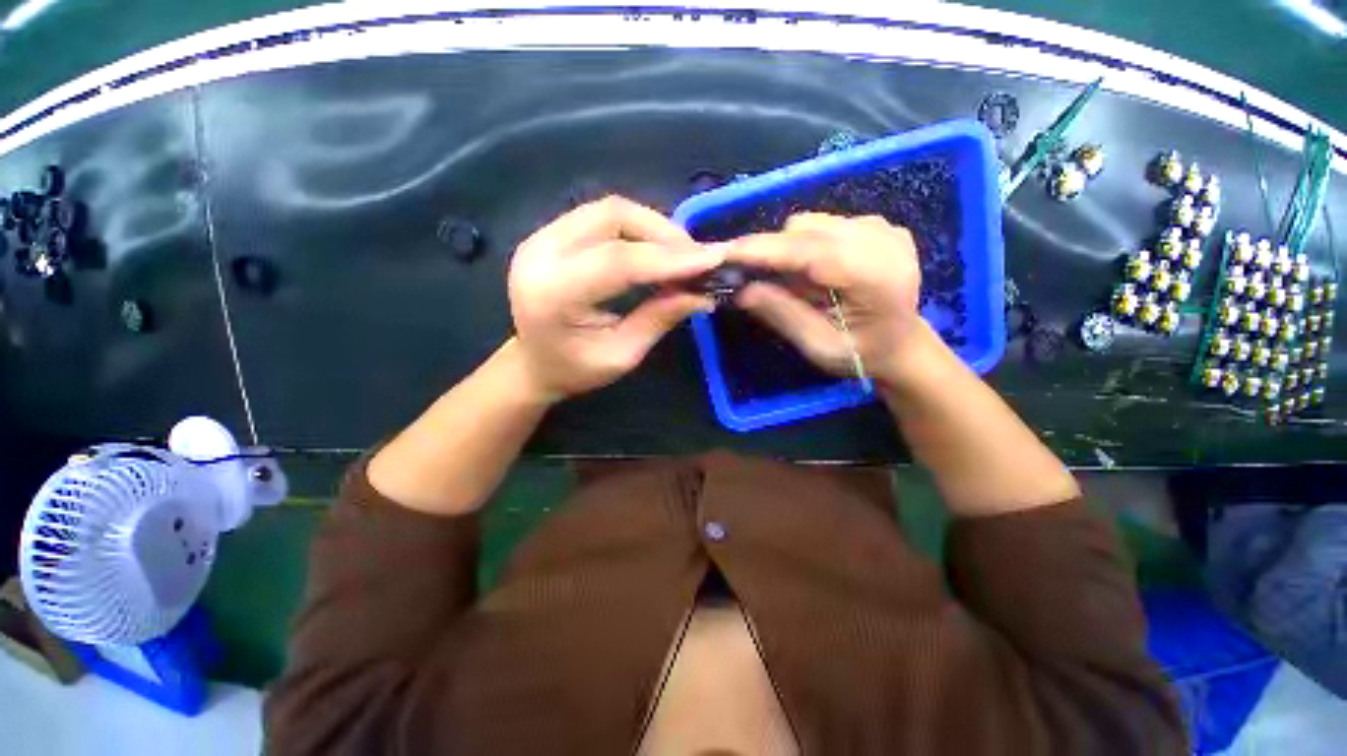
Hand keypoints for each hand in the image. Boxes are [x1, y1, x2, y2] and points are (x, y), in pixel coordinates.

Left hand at [508, 196, 722, 401]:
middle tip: (697, 257)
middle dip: (664, 233)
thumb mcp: (622, 356)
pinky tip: (655, 248)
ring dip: (653, 226)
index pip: (617, 261)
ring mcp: (540, 236)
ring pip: (609, 210)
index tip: (712, 259)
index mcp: (553, 294)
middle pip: (612, 217)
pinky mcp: (549, 232)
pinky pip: (601, 216)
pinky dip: (636, 227)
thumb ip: (659, 319)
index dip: (668, 257)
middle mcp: (540, 254)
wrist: (532, 363)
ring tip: (681, 253)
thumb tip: (703, 294)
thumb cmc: (575, 370)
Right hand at [725, 213, 929, 386]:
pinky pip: (825, 224)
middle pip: (807, 229)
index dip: (763, 250)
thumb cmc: (861, 354)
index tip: (725, 254)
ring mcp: (883, 228)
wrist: (901, 345)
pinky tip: (818, 272)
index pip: (809, 251)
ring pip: (812, 223)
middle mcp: (882, 241)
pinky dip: (808, 245)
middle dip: (773, 252)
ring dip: (790, 249)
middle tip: (757, 282)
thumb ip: (783, 315)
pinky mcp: (878, 224)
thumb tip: (742, 291)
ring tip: (796, 282)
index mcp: (875, 277)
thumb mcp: (819, 346)